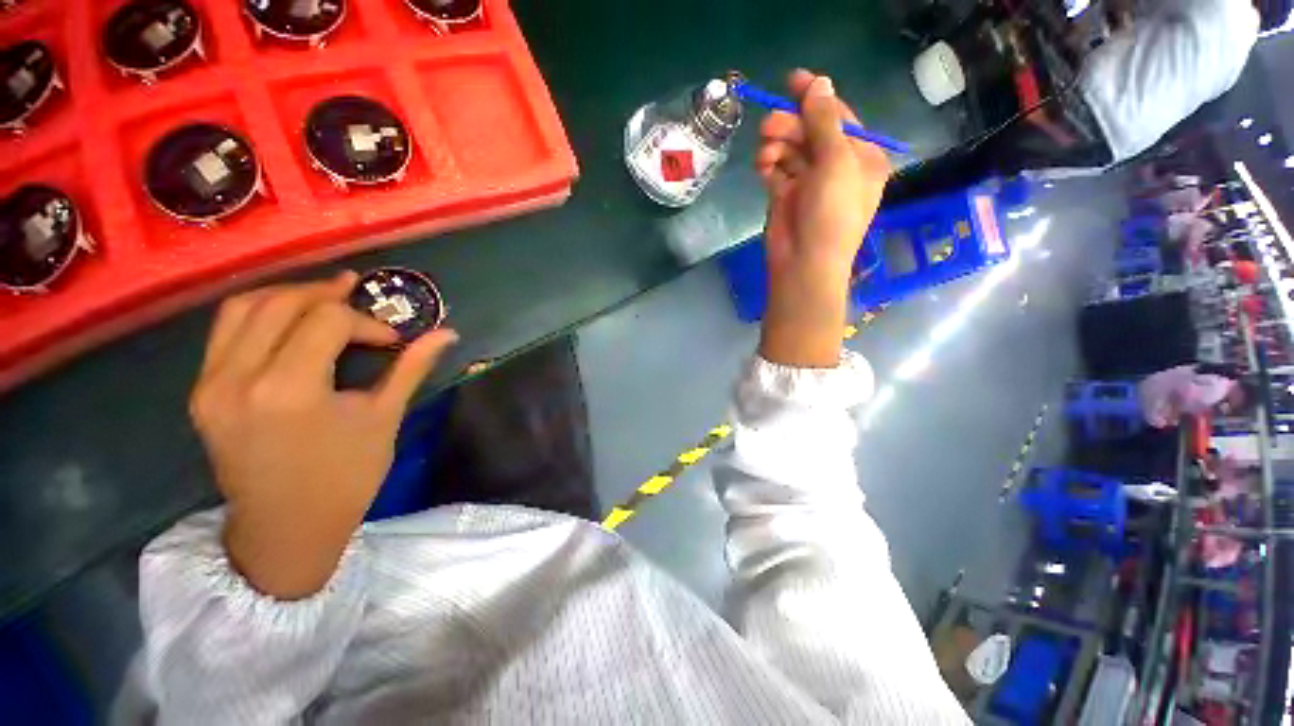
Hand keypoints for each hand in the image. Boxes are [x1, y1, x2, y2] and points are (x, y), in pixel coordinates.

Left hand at [190, 271, 457, 598]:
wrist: (286, 528)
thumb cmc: (345, 477)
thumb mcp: (383, 419)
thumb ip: (411, 367)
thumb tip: (448, 333)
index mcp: (289, 390)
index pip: (326, 320)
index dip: (365, 321)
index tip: (391, 340)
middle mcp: (239, 378)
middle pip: (281, 303)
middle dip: (326, 294)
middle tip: (359, 296)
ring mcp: (211, 384)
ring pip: (243, 308)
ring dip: (288, 295)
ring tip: (324, 298)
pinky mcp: (201, 392)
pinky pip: (225, 332)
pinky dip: (260, 313)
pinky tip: (289, 320)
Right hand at [755, 70, 889, 366]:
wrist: (804, 264)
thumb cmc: (831, 214)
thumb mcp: (836, 163)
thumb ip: (825, 122)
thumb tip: (819, 82)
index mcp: (862, 157)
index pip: (839, 117)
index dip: (817, 97)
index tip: (792, 80)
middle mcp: (837, 167)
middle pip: (811, 131)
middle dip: (791, 125)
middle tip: (769, 125)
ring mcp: (809, 182)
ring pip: (791, 149)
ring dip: (776, 145)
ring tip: (765, 152)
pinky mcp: (786, 196)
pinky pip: (776, 170)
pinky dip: (768, 165)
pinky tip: (762, 167)